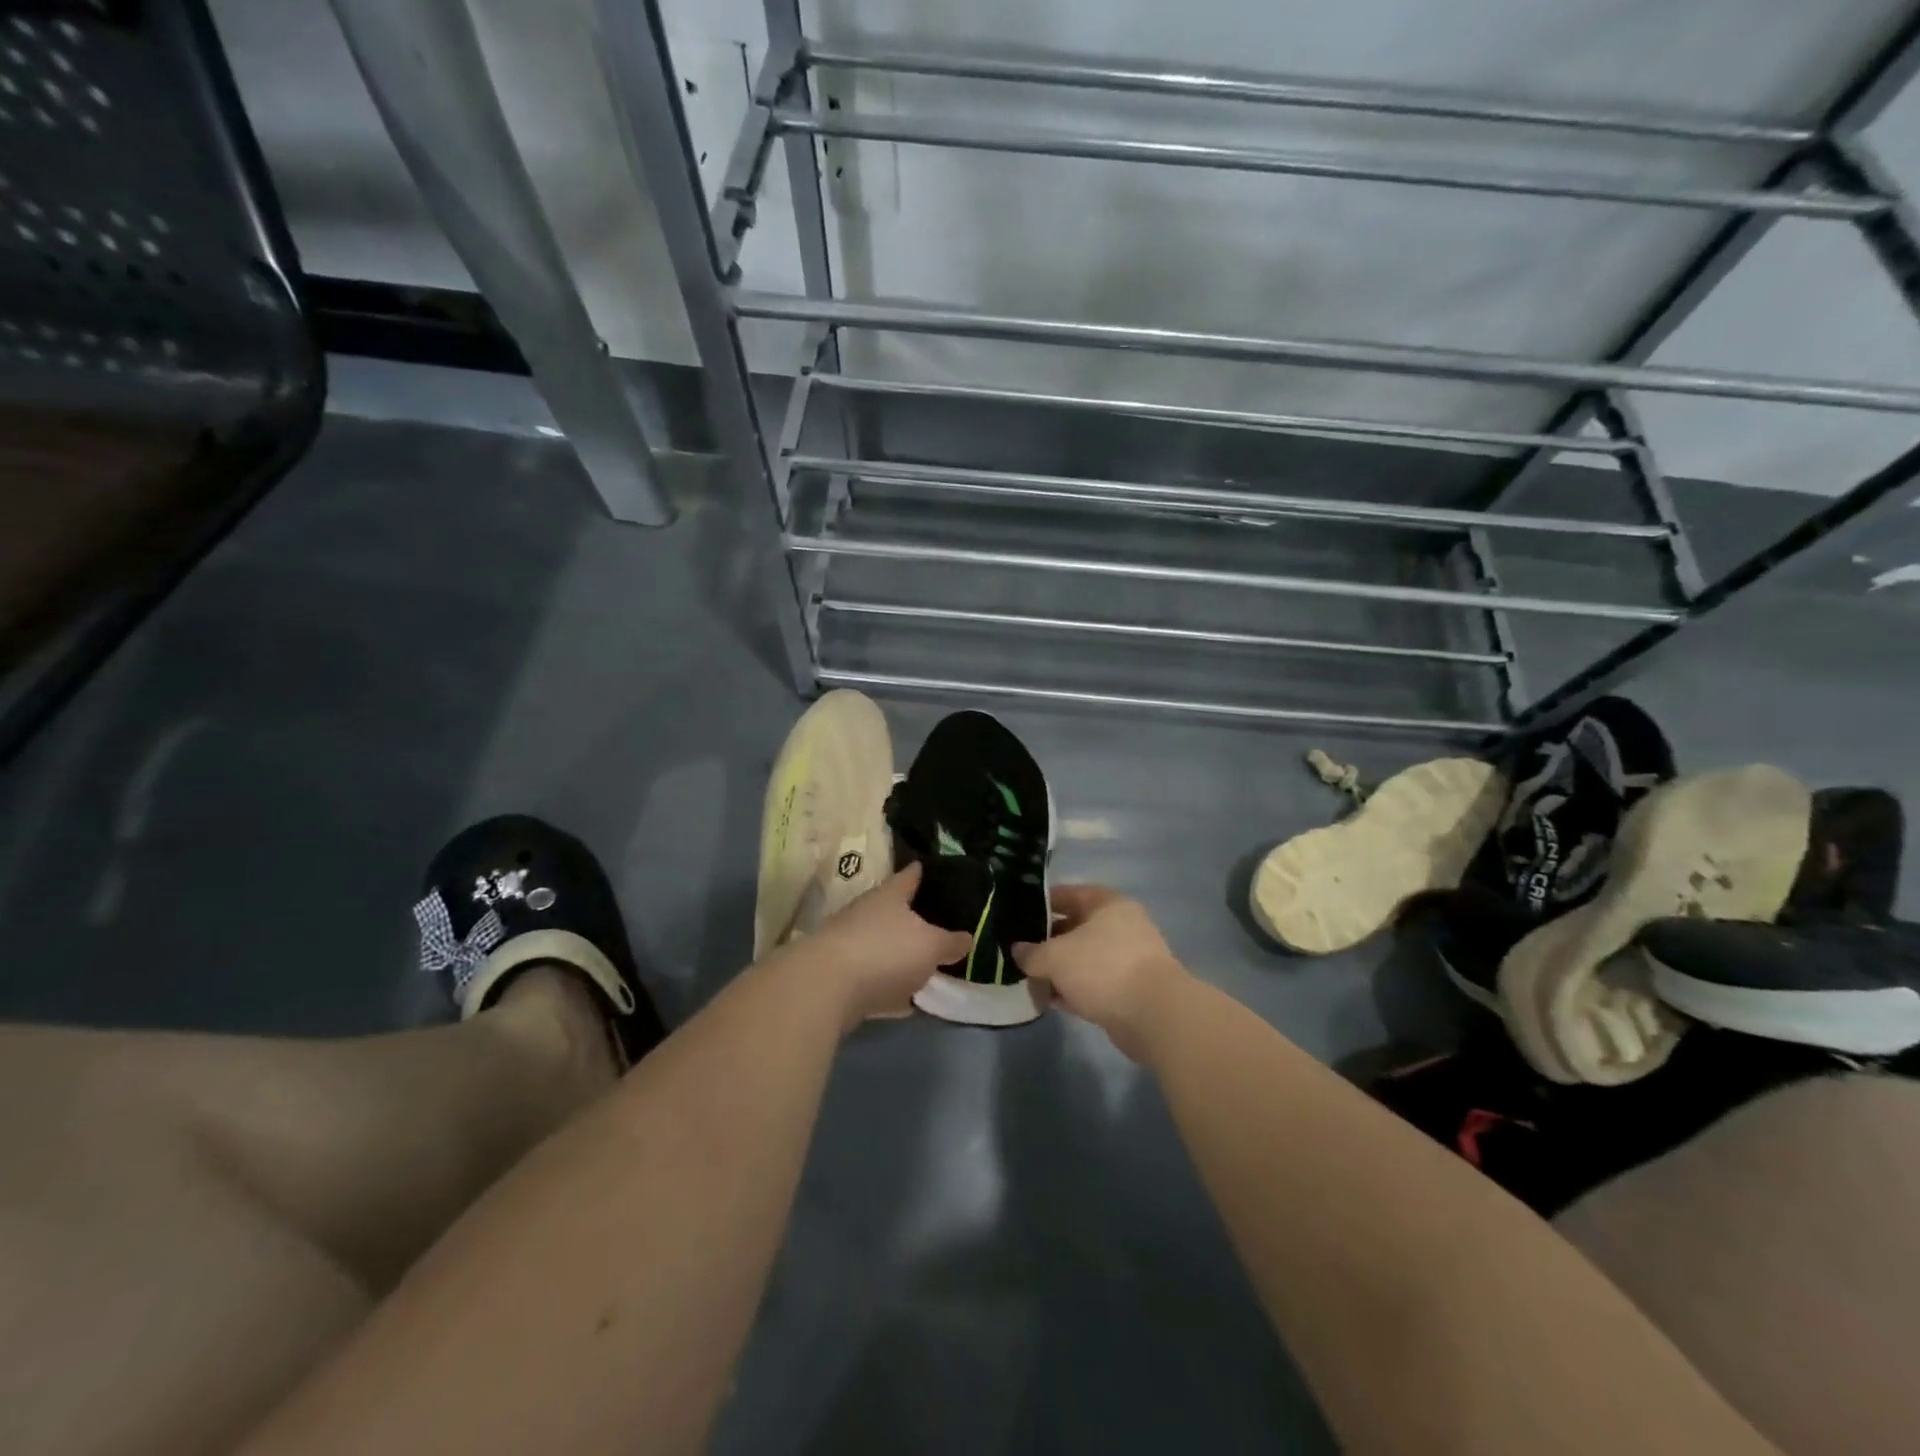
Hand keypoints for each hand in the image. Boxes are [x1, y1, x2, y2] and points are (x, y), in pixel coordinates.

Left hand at [792, 863, 970, 1028]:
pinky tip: (905, 1000)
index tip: (932, 869)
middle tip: (939, 925)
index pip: (910, 875)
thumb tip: (966, 938)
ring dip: (899, 955)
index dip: (923, 872)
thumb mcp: (931, 946)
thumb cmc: (884, 952)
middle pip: (894, 911)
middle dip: (913, 918)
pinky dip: (888, 987)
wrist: (824, 989)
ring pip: (882, 945)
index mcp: (889, 895)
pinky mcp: (838, 978)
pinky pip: (872, 979)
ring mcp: (848, 944)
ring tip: (925, 965)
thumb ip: (950, 942)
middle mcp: (866, 913)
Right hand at [1013, 885, 1188, 1061]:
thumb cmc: (1102, 968)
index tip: (1015, 915)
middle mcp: (1119, 925)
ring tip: (1026, 977)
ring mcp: (1126, 958)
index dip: (1039, 903)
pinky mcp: (1128, 989)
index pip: (1066, 894)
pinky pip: (1091, 983)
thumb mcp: (1055, 957)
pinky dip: (1071, 989)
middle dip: (1045, 940)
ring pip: (1082, 958)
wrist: (1153, 1015)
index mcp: (1106, 903)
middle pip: (1074, 927)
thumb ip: (1031, 953)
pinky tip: (1047, 999)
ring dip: (1057, 968)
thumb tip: (1017, 951)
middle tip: (1017, 950)